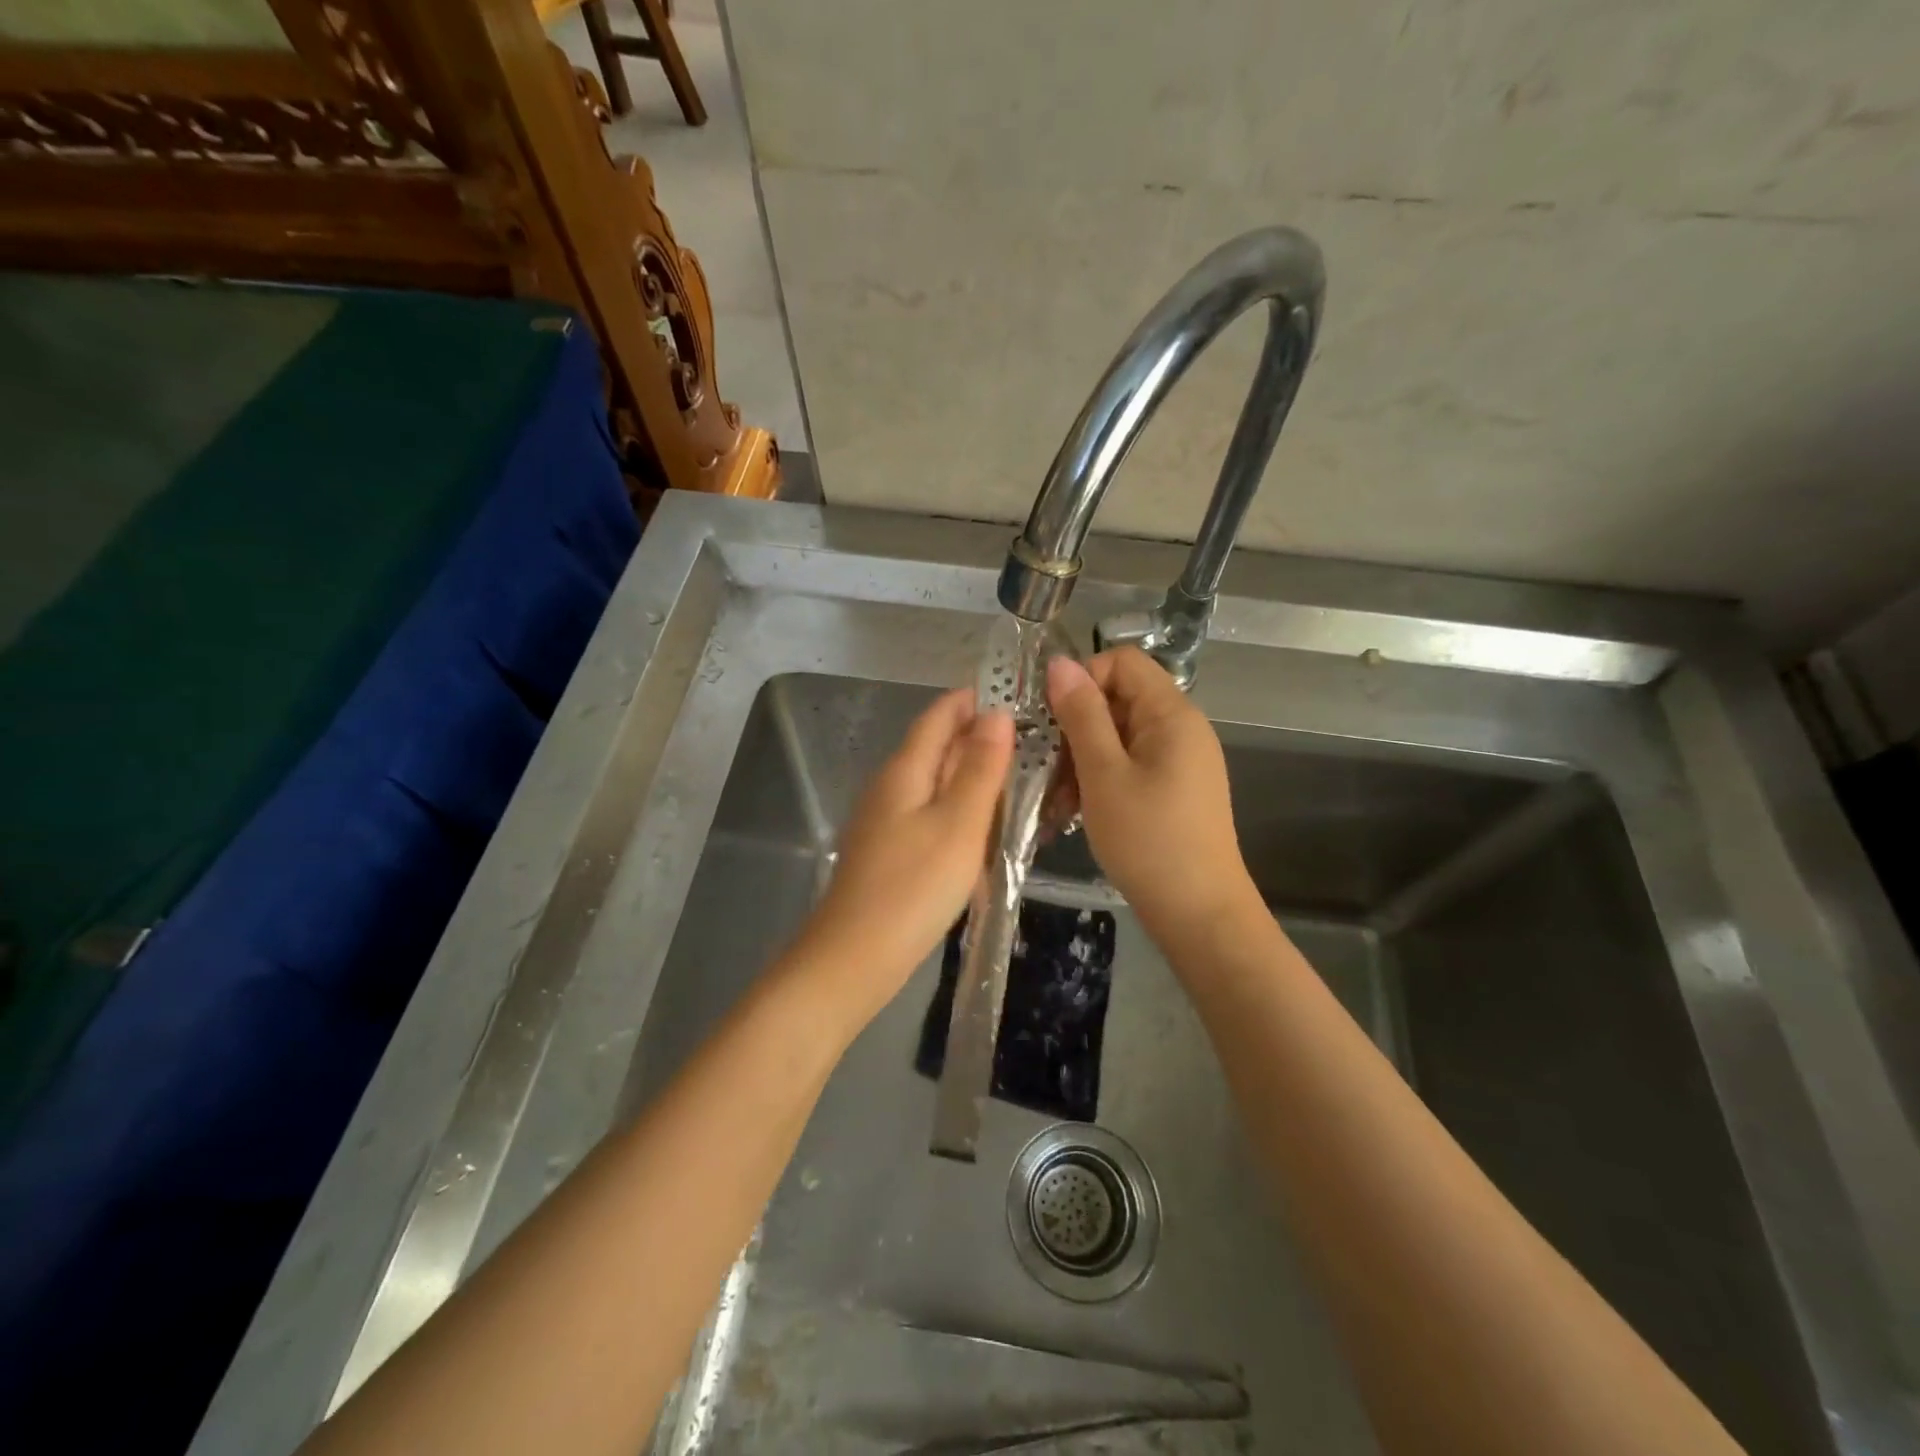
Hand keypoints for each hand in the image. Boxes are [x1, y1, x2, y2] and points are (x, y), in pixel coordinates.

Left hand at [793, 689, 1012, 1017]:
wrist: (853, 959)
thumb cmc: (912, 888)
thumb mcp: (958, 824)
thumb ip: (980, 768)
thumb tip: (998, 713)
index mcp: (905, 770)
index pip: (940, 715)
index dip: (975, 700)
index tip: (1020, 697)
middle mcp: (891, 786)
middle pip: (937, 746)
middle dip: (981, 738)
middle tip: (1036, 744)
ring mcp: (886, 820)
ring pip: (936, 783)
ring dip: (973, 777)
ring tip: (1021, 782)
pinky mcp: (890, 852)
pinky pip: (931, 814)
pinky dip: (960, 811)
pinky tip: (985, 829)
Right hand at [1047, 649, 1255, 937]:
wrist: (1200, 914)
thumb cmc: (1148, 840)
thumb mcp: (1104, 774)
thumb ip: (1082, 715)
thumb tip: (1060, 663)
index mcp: (1171, 714)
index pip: (1122, 662)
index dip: (1083, 680)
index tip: (1052, 719)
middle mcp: (1181, 728)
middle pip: (1118, 700)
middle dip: (1076, 728)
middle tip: (1047, 769)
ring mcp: (1180, 760)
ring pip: (1118, 737)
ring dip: (1081, 760)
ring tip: (1058, 802)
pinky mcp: (1174, 789)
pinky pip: (1129, 766)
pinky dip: (1100, 781)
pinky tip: (1076, 813)